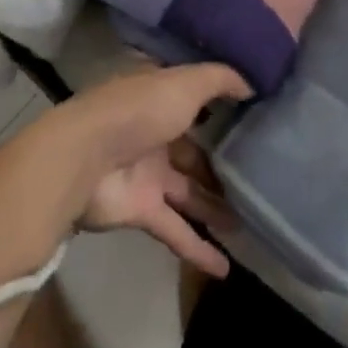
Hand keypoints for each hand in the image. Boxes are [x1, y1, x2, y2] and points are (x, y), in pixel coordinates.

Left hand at [31, 63, 250, 276]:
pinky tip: (227, 268)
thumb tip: (251, 84)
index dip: (220, 104)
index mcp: (159, 96)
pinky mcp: (141, 209)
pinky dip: (199, 249)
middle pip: (194, 150)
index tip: (254, 114)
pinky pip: (177, 229)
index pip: (194, 99)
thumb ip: (219, 80)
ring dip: (216, 207)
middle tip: (260, 177)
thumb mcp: (183, 83)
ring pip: (189, 191)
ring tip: (252, 222)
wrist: (86, 159)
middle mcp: (154, 132)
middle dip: (222, 164)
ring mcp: (147, 172)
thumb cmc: (138, 111)